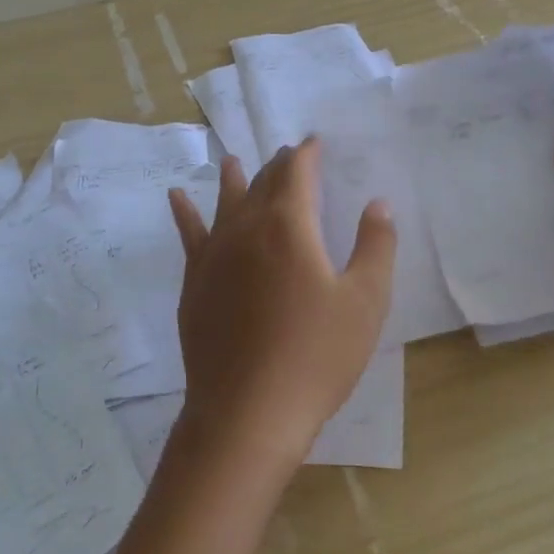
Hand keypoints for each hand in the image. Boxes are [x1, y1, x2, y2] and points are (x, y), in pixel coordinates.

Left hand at [167, 139, 395, 468]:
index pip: (297, 173)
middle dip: (278, 166)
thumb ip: (375, 246)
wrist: (247, 412)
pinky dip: (184, 212)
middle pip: (263, 184)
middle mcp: (246, 228)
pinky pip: (189, 234)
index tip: (315, 142)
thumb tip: (377, 204)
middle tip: (288, 154)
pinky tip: (176, 197)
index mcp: (289, 226)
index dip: (307, 153)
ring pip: (224, 203)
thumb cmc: (316, 356)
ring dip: (233, 179)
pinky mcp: (195, 282)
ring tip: (232, 159)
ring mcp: (214, 255)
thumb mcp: (365, 301)